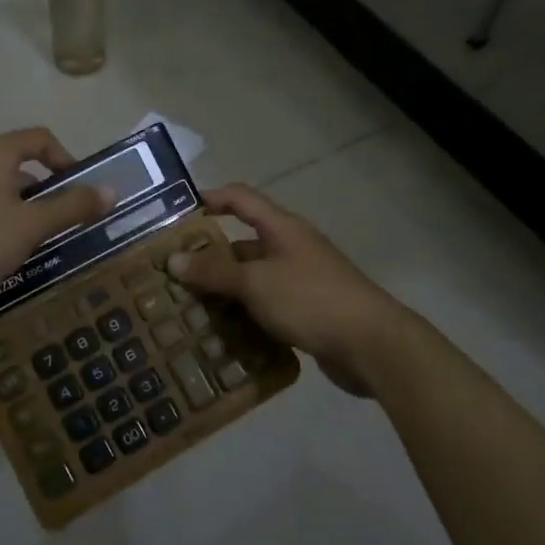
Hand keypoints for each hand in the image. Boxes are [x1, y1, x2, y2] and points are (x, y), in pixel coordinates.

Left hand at [0, 128, 114, 317]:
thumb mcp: (31, 227)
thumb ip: (72, 206)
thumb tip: (111, 191)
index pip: (40, 138)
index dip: (67, 160)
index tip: (80, 192)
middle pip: (16, 162)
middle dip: (43, 189)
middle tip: (57, 222)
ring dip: (18, 205)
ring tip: (27, 240)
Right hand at [170, 184, 407, 395]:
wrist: (372, 345)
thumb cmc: (310, 299)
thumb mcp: (256, 283)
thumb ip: (214, 272)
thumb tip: (173, 260)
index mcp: (281, 229)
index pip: (241, 199)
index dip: (211, 199)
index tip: (178, 214)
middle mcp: (291, 248)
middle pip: (243, 244)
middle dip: (209, 258)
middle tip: (172, 276)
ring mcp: (301, 281)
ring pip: (253, 280)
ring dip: (225, 293)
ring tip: (188, 310)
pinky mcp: (307, 312)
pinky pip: (267, 307)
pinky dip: (245, 317)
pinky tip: (222, 336)